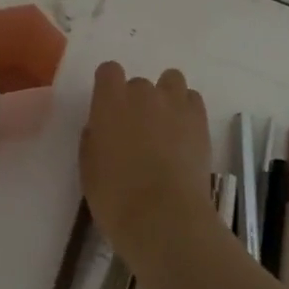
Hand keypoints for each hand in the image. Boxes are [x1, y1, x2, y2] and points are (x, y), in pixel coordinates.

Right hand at [80, 62, 216, 267]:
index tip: (108, 108)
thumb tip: (102, 128)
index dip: (108, 87)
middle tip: (137, 132)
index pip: (108, 71)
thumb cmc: (116, 197)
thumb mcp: (89, 168)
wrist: (164, 217)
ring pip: (171, 81)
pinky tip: (184, 134)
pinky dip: (187, 110)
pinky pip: (192, 99)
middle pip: (139, 83)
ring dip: (165, 97)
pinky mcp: (199, 120)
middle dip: (136, 101)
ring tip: (165, 125)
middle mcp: (142, 93)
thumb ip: (94, 138)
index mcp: (110, 101)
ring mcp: (174, 104)